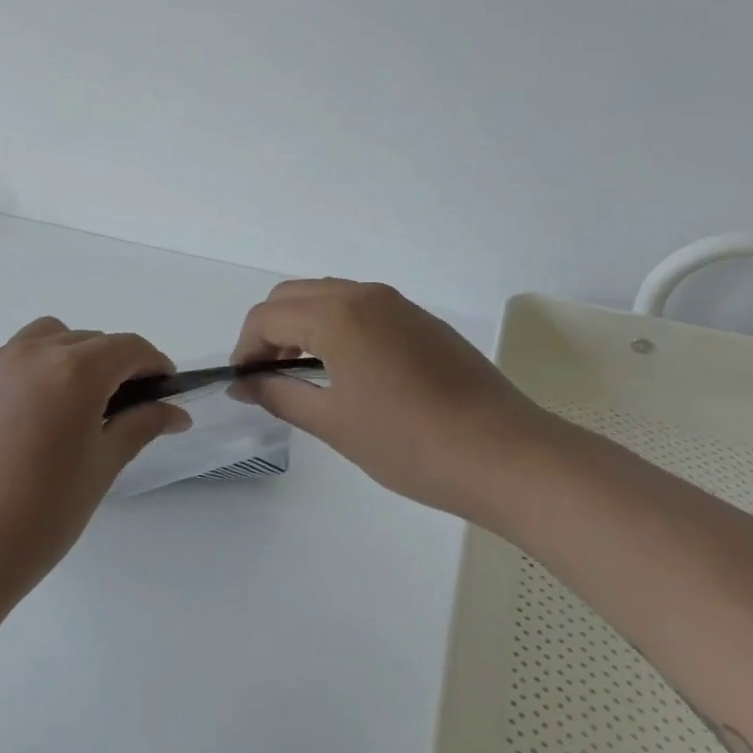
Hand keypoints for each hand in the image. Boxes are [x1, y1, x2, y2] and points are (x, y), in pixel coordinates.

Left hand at [0, 317, 190, 599]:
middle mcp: (33, 353)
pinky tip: (34, 416)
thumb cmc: (43, 513)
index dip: (154, 363)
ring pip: (47, 338)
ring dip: (73, 355)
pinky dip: (36, 369)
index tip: (165, 390)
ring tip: (77, 401)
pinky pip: (12, 358)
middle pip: (89, 340)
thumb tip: (175, 412)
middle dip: (116, 363)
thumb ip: (141, 426)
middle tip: (127, 406)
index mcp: (74, 370)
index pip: (128, 347)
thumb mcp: (102, 466)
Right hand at [231, 279, 558, 520]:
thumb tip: (243, 384)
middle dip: (269, 330)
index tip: (243, 382)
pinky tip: (346, 370)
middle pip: (293, 295)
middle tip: (266, 375)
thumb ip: (279, 395)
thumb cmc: (410, 443)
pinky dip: (335, 326)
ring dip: (301, 325)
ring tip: (301, 373)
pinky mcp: (421, 321)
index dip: (245, 347)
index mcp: (337, 314)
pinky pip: (360, 308)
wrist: (509, 457)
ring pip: (327, 296)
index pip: (267, 316)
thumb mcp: (333, 423)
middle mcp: (364, 295)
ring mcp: (398, 304)